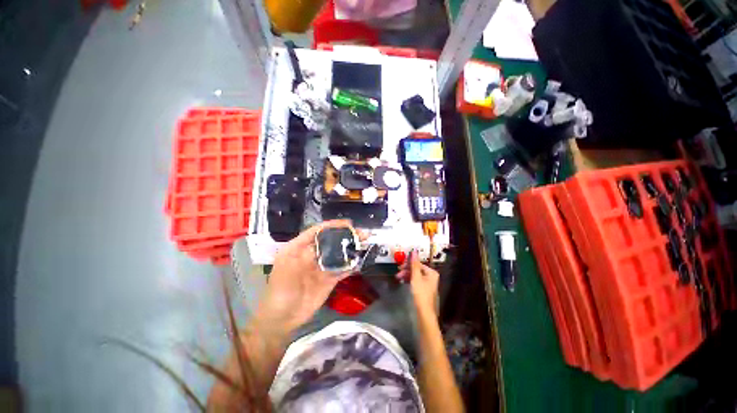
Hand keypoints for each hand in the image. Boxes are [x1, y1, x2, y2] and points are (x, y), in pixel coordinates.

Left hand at [252, 220, 353, 335]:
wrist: (283, 319)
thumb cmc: (280, 290)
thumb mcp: (289, 269)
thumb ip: (306, 254)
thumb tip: (325, 244)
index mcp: (299, 248)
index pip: (317, 231)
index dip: (332, 225)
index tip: (347, 223)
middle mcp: (312, 254)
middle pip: (331, 241)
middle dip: (346, 235)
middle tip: (361, 233)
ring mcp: (321, 267)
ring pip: (338, 254)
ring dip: (351, 248)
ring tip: (365, 243)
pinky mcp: (329, 279)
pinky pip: (342, 270)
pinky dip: (351, 265)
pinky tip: (360, 261)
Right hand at [397, 251, 439, 314]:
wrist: (424, 313)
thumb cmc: (421, 294)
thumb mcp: (416, 277)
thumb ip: (414, 264)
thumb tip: (414, 251)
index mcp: (431, 272)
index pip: (419, 264)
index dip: (409, 264)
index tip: (400, 265)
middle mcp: (431, 276)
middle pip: (417, 269)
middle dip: (406, 270)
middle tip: (398, 272)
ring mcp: (427, 283)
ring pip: (415, 275)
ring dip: (406, 275)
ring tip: (398, 277)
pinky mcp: (423, 290)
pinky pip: (415, 281)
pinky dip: (409, 280)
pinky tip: (403, 281)